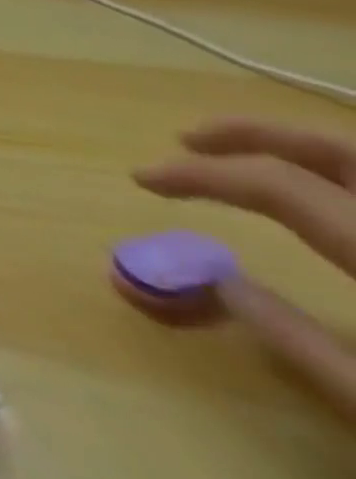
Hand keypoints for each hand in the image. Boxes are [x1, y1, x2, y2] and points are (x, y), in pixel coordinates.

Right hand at [135, 118, 355, 418]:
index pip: (276, 188)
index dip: (199, 175)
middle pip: (337, 147)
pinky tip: (327, 192)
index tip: (143, 178)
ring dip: (301, 146)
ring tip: (247, 154)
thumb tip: (218, 280)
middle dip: (251, 132)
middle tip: (188, 139)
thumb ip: (307, 347)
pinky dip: (346, 176)